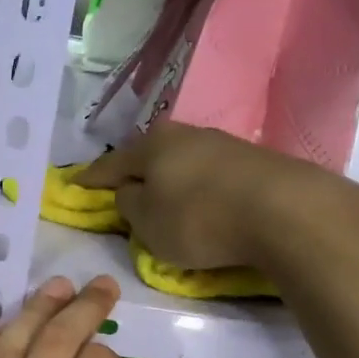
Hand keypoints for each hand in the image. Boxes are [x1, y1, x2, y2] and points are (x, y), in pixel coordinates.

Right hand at [77, 123, 336, 270]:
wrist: (284, 210)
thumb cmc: (200, 219)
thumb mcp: (148, 223)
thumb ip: (129, 205)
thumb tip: (131, 191)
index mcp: (151, 146)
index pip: (110, 164)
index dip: (90, 179)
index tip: (74, 185)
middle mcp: (185, 134)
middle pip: (149, 157)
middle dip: (135, 175)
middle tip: (124, 193)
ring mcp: (222, 143)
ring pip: (182, 163)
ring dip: (171, 181)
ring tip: (167, 201)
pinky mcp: (253, 160)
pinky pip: (210, 175)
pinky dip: (199, 188)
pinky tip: (204, 203)